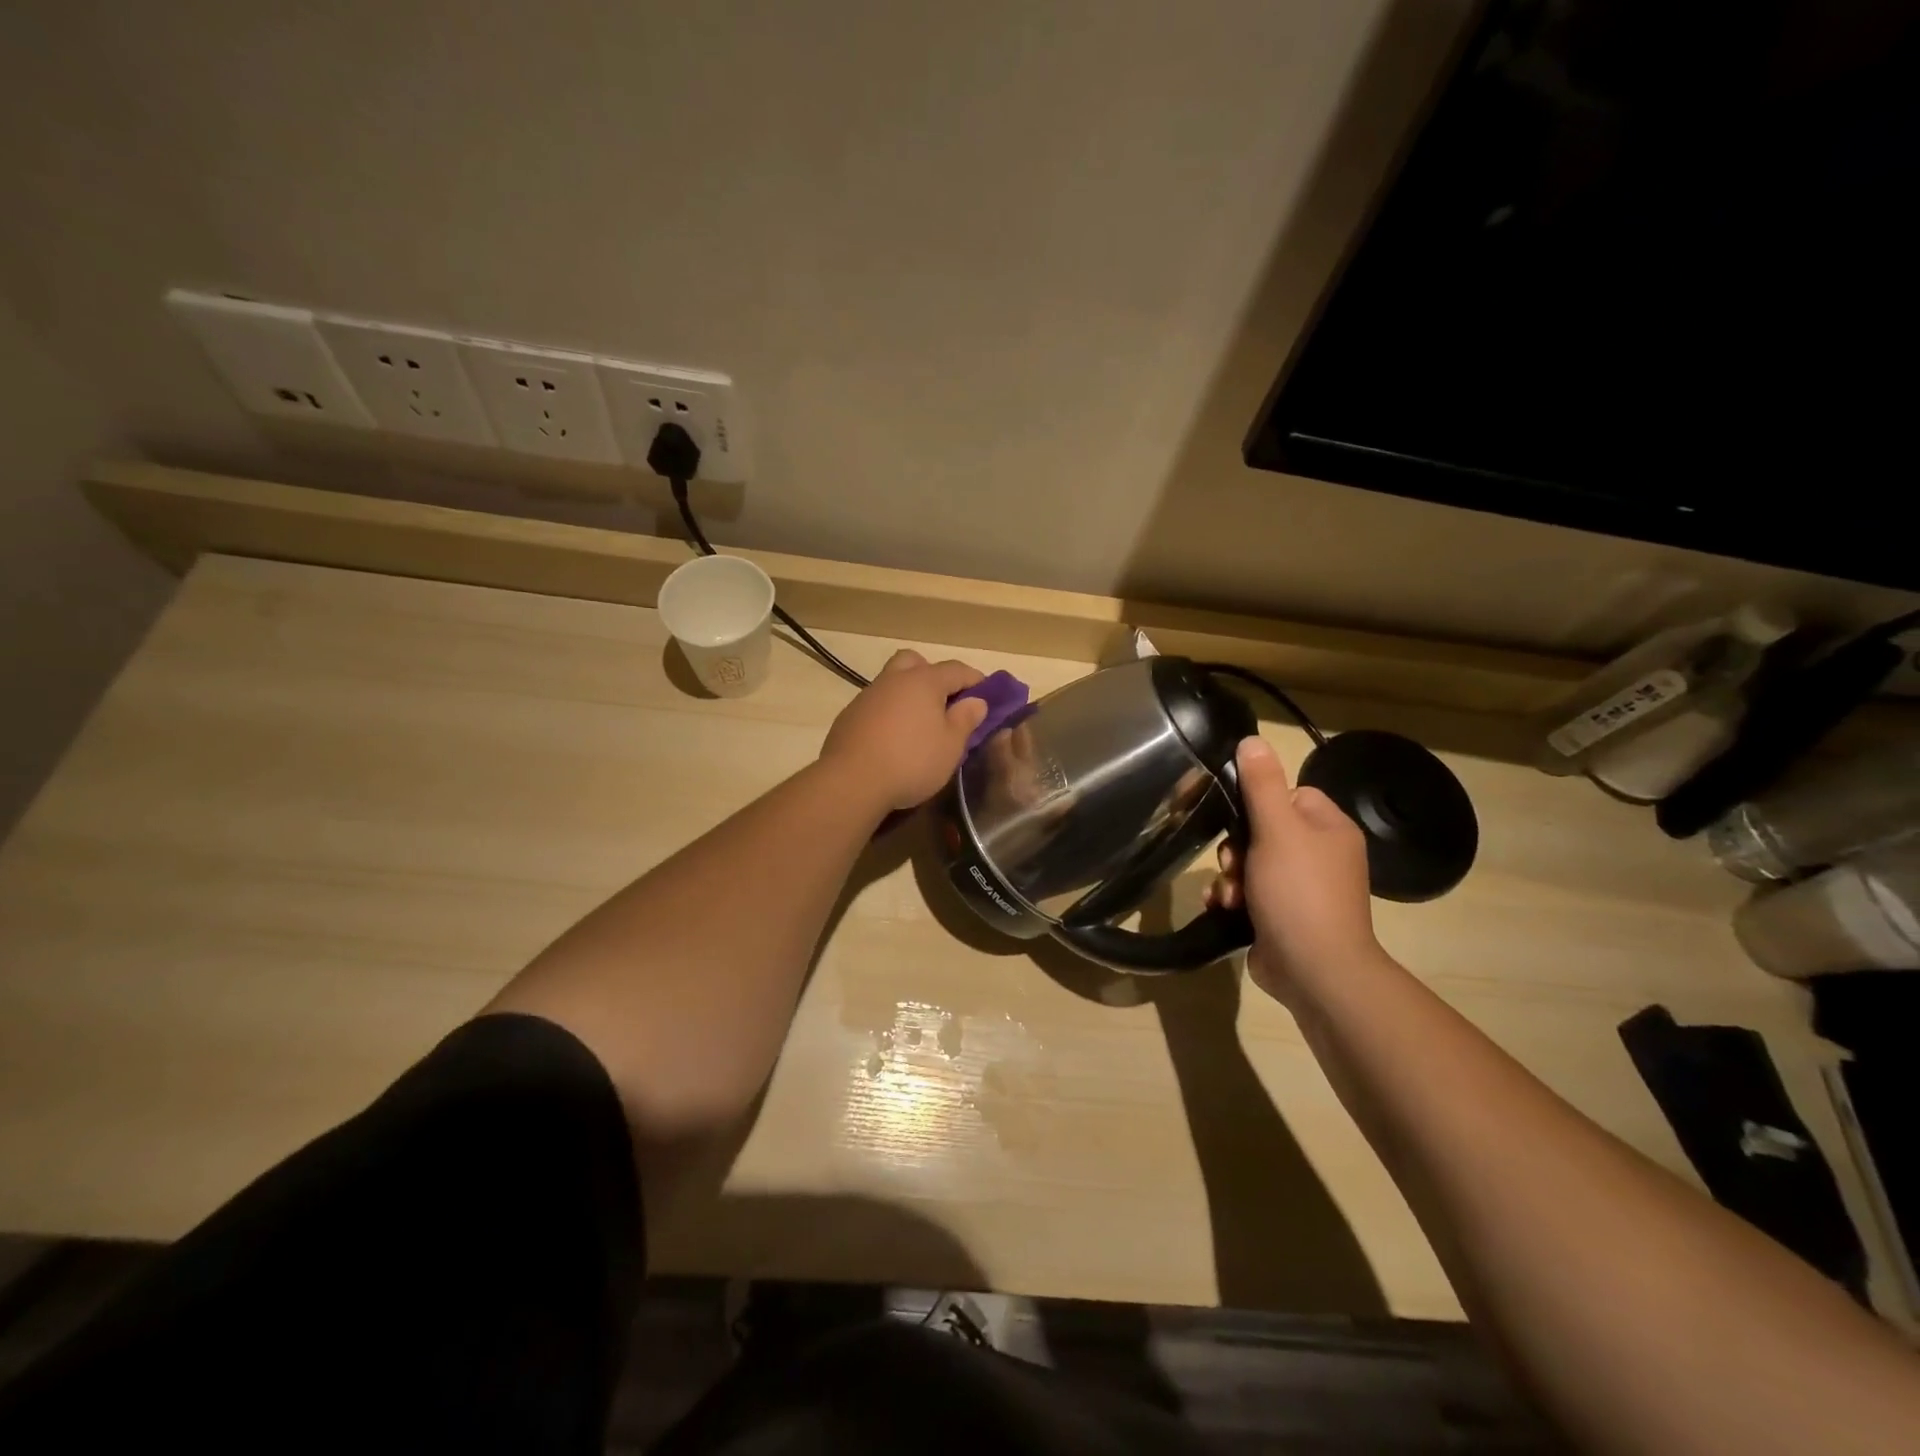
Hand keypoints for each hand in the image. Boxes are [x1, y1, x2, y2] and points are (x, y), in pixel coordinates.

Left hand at [819, 650, 988, 811]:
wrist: (851, 782)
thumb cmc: (911, 761)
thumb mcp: (951, 746)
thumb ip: (965, 719)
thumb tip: (976, 701)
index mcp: (923, 681)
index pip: (956, 670)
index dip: (976, 680)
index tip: (987, 695)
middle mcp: (893, 680)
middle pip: (915, 662)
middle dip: (933, 675)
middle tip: (944, 701)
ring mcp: (867, 696)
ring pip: (892, 682)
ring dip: (908, 695)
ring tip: (919, 725)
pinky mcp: (849, 716)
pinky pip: (876, 705)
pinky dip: (889, 713)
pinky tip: (892, 739)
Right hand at [1204, 736, 1378, 1004]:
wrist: (1315, 970)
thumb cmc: (1299, 891)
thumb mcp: (1277, 829)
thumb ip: (1261, 784)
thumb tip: (1252, 739)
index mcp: (1328, 829)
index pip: (1288, 794)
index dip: (1258, 803)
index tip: (1239, 816)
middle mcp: (1319, 856)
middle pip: (1263, 830)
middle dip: (1237, 847)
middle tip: (1232, 862)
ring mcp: (1301, 889)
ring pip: (1250, 864)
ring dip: (1230, 876)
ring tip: (1229, 894)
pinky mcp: (1282, 917)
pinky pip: (1249, 893)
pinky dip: (1233, 898)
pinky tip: (1224, 908)